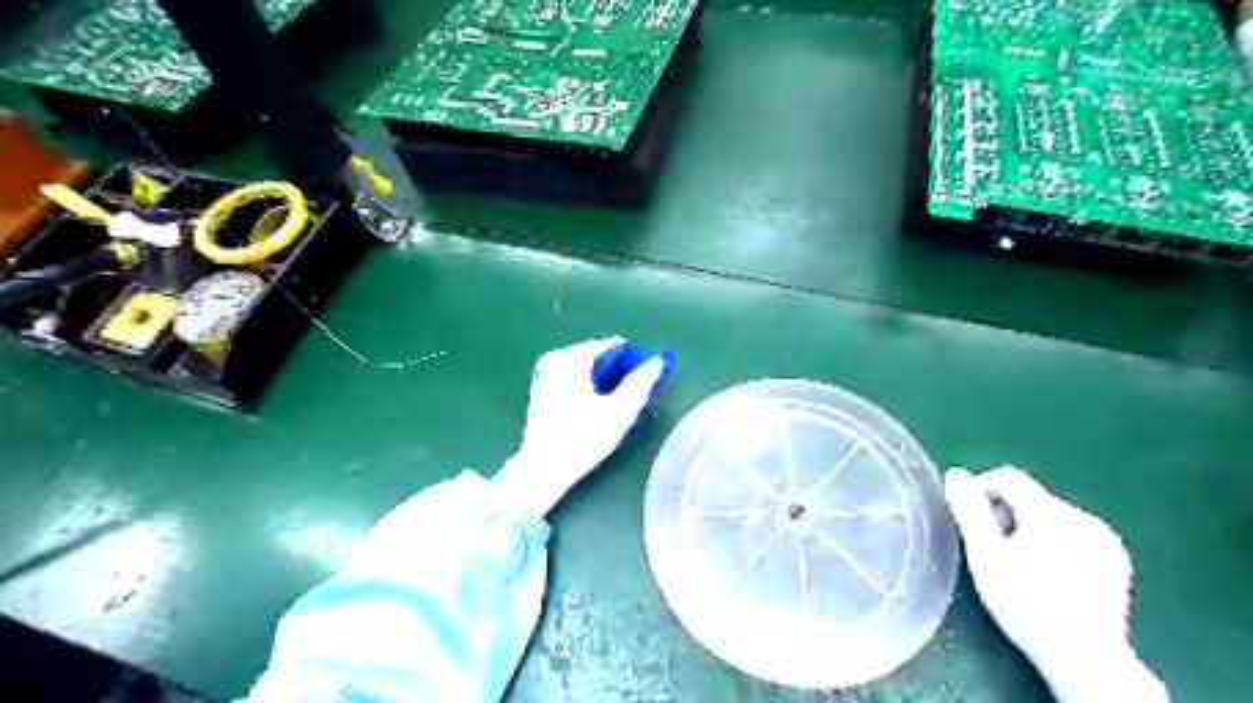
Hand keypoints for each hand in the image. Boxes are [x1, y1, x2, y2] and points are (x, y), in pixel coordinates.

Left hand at [488, 334, 670, 514]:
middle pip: (601, 354)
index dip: (633, 366)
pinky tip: (588, 411)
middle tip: (623, 404)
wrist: (542, 468)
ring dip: (602, 382)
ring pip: (588, 366)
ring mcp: (545, 370)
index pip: (616, 346)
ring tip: (607, 410)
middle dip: (617, 374)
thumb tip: (659, 359)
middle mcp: (557, 357)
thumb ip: (641, 382)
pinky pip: (573, 375)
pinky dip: (586, 386)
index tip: (636, 392)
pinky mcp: (541, 385)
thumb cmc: (583, 440)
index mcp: (574, 358)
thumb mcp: (619, 412)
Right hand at [946, 467, 1171, 702]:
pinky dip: (1054, 543)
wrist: (1086, 658)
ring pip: (1051, 516)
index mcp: (1050, 512)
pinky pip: (1073, 534)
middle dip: (1005, 515)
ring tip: (1018, 565)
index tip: (969, 519)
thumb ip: (969, 510)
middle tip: (991, 550)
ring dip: (1028, 529)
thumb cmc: (1025, 603)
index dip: (981, 490)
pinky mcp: (1116, 560)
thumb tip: (956, 474)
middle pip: (1030, 498)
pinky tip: (1049, 575)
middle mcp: (1082, 517)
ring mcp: (1104, 540)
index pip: (1008, 477)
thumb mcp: (985, 555)